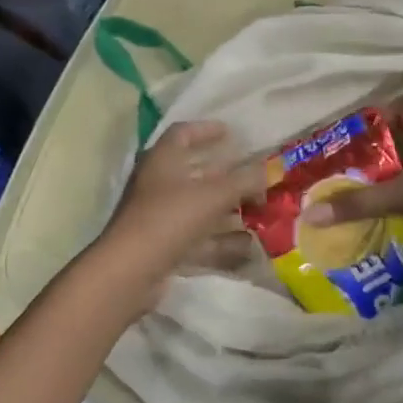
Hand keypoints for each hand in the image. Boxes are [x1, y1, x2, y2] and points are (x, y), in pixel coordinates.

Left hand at [92, 120, 264, 312]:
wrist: (130, 272)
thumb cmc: (168, 219)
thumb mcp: (212, 196)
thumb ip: (244, 181)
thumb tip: (272, 168)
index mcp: (162, 160)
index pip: (183, 133)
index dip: (206, 130)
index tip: (231, 133)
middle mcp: (158, 184)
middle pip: (194, 172)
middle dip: (226, 174)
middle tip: (255, 175)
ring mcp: (160, 217)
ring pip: (199, 207)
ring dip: (228, 208)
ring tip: (259, 210)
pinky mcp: (163, 245)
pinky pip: (198, 237)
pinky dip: (221, 239)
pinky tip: (247, 244)